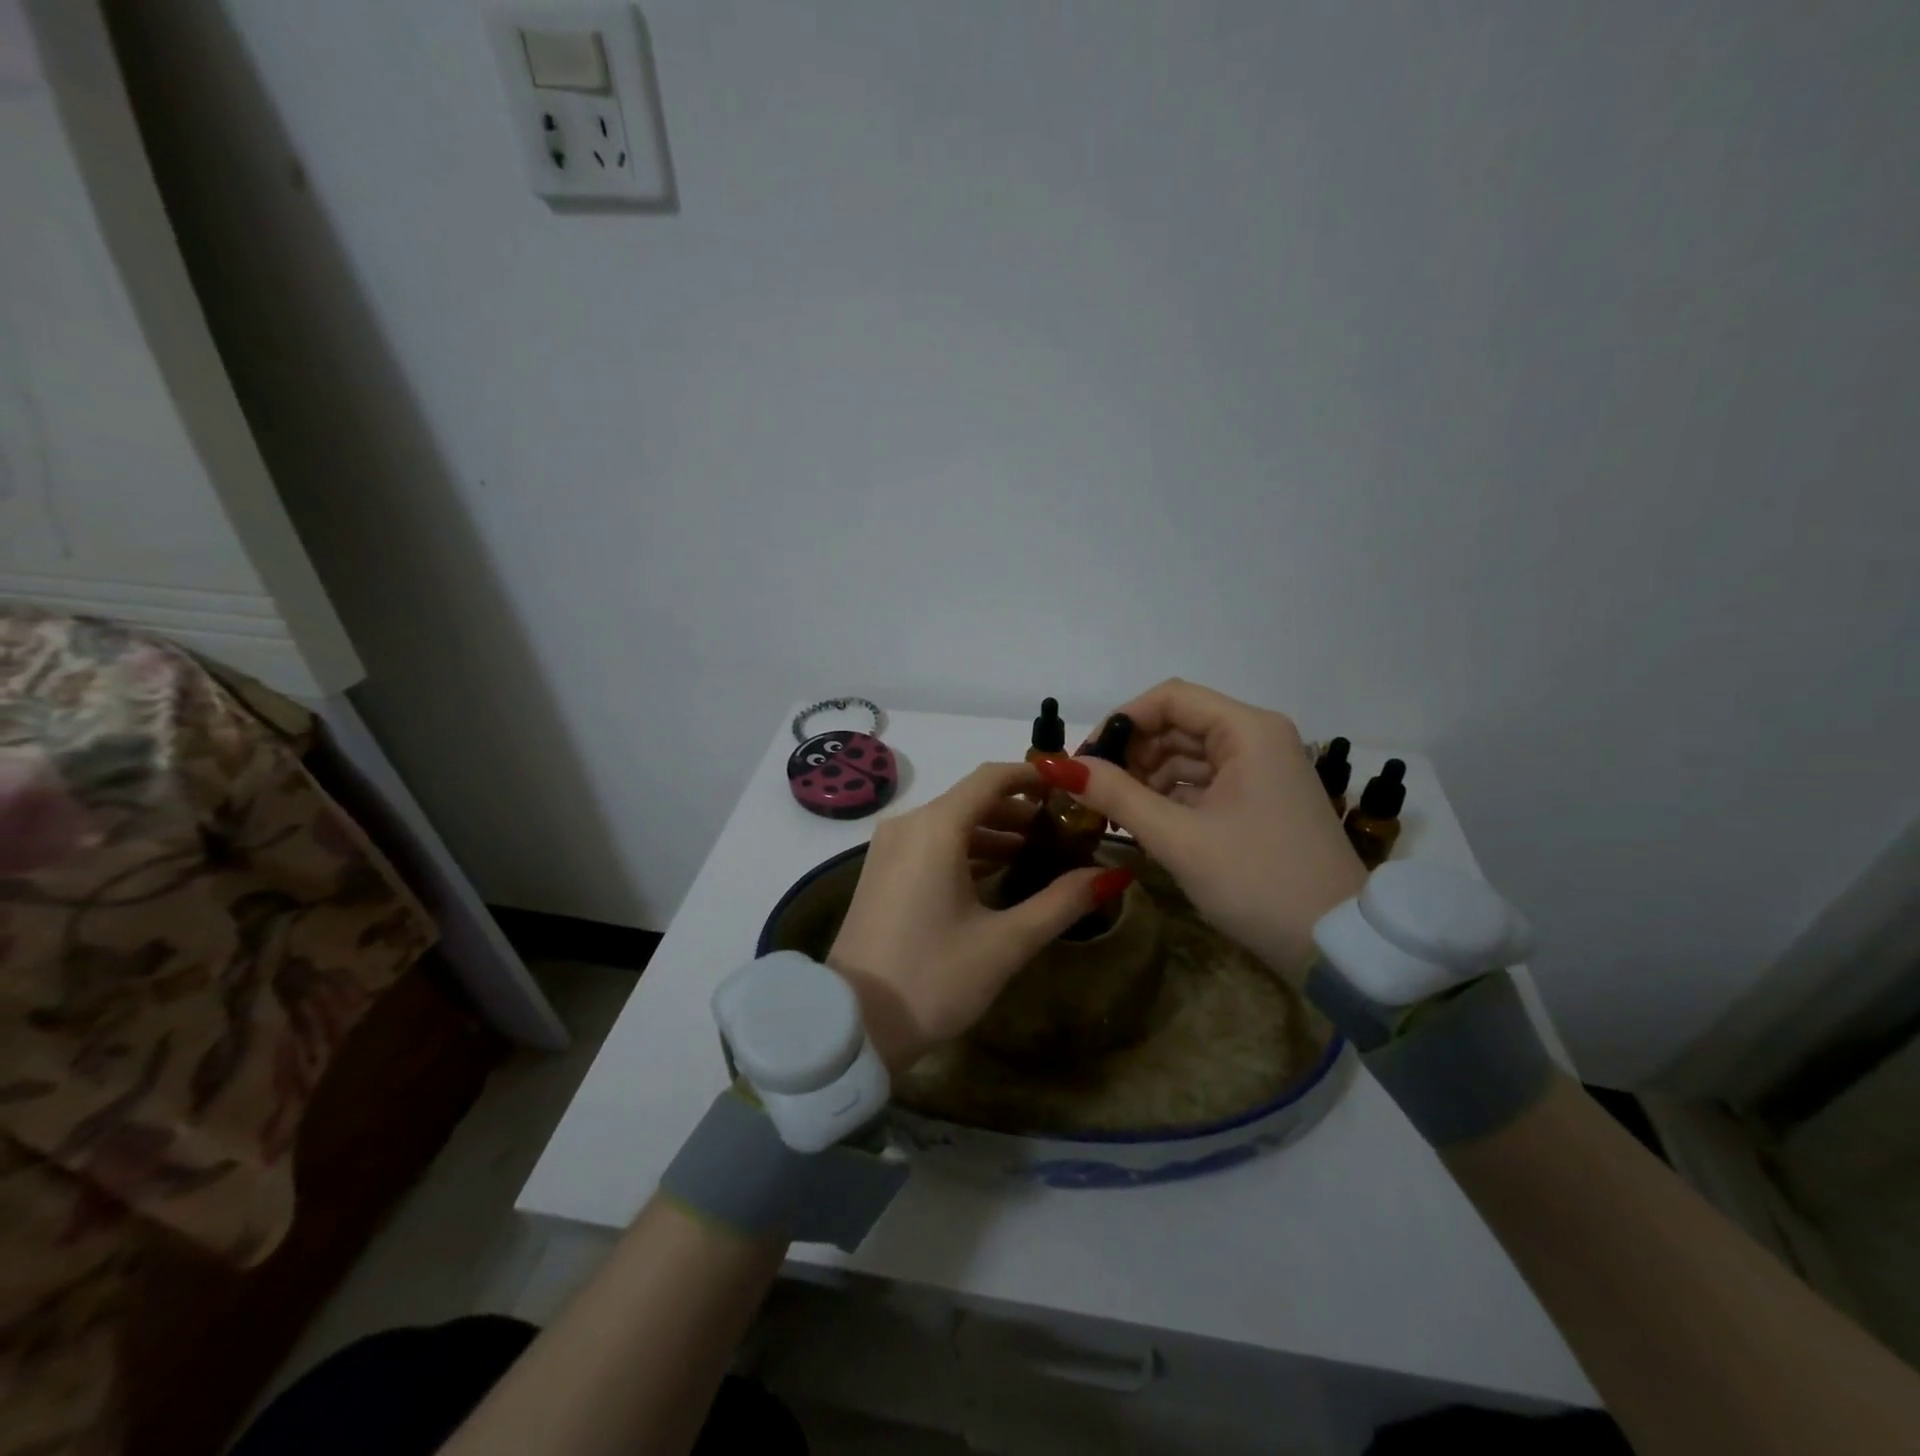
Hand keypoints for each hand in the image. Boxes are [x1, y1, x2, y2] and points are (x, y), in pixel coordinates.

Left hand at [828, 762, 1130, 1074]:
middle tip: (1064, 828)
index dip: (1035, 776)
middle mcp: (908, 825)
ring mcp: (890, 847)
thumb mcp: (1005, 943)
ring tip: (1038, 851)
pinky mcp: (882, 870)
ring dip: (994, 831)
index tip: (1072, 788)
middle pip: (972, 798)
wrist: (853, 1024)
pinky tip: (997, 872)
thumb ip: (1061, 903)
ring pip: (951, 822)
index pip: (992, 779)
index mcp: (935, 828)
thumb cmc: (933, 978)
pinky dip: (966, 848)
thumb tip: (1112, 875)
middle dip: (1019, 808)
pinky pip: (931, 843)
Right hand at [1043, 680, 1365, 983]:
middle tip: (1093, 791)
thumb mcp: (1179, 838)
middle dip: (1132, 753)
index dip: (1121, 721)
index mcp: (1247, 731)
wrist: (1337, 945)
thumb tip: (1059, 767)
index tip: (1086, 758)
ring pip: (1189, 756)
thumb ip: (1117, 795)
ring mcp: (1263, 771)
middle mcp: (1258, 739)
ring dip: (1147, 778)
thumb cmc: (1257, 881)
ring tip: (1112, 812)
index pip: (1170, 698)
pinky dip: (1171, 797)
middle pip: (1179, 725)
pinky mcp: (1261, 801)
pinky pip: (1205, 783)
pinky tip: (1143, 822)